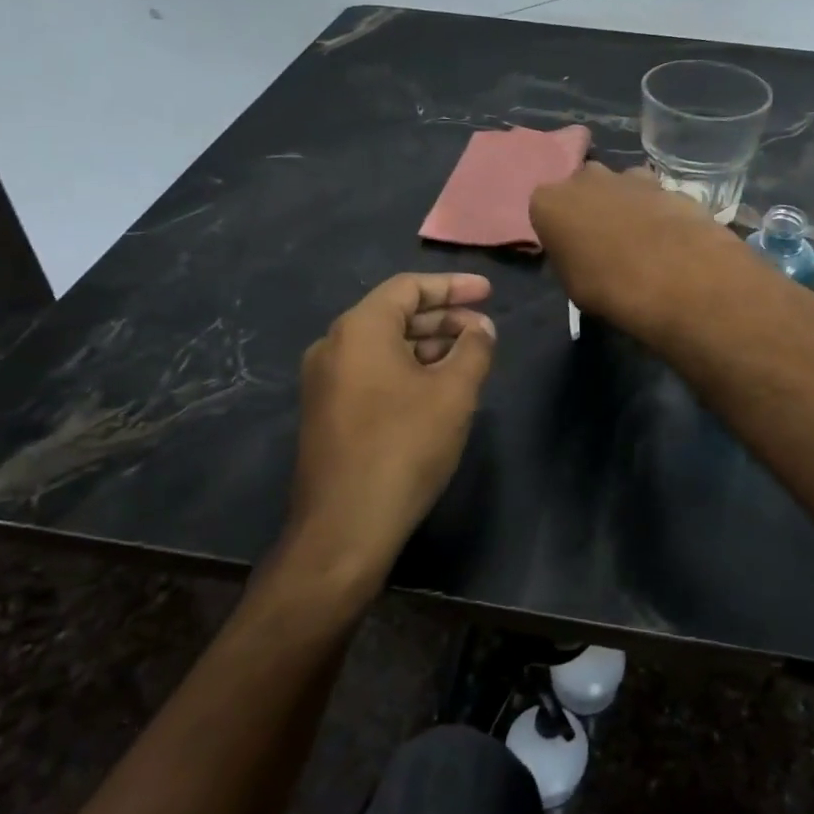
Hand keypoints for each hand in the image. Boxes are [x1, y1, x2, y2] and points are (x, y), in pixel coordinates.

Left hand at [286, 273, 496, 588]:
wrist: (345, 526)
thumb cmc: (404, 446)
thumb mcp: (453, 392)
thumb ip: (474, 349)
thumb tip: (480, 328)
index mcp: (360, 329)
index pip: (409, 288)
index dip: (453, 286)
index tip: (489, 292)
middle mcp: (334, 346)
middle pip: (395, 315)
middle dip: (443, 317)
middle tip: (484, 328)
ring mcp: (325, 381)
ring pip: (383, 347)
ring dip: (427, 346)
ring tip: (468, 358)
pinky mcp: (326, 412)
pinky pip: (372, 373)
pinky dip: (407, 369)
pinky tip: (437, 388)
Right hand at [529, 163, 744, 334]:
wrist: (674, 276)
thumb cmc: (608, 287)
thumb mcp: (571, 286)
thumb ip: (569, 258)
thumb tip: (580, 255)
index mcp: (549, 202)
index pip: (544, 210)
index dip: (558, 231)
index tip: (571, 251)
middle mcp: (584, 178)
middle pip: (582, 189)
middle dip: (591, 209)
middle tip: (605, 244)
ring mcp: (628, 176)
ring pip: (619, 187)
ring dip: (625, 207)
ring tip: (640, 243)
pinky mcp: (666, 183)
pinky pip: (653, 197)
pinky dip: (656, 212)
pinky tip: (668, 240)